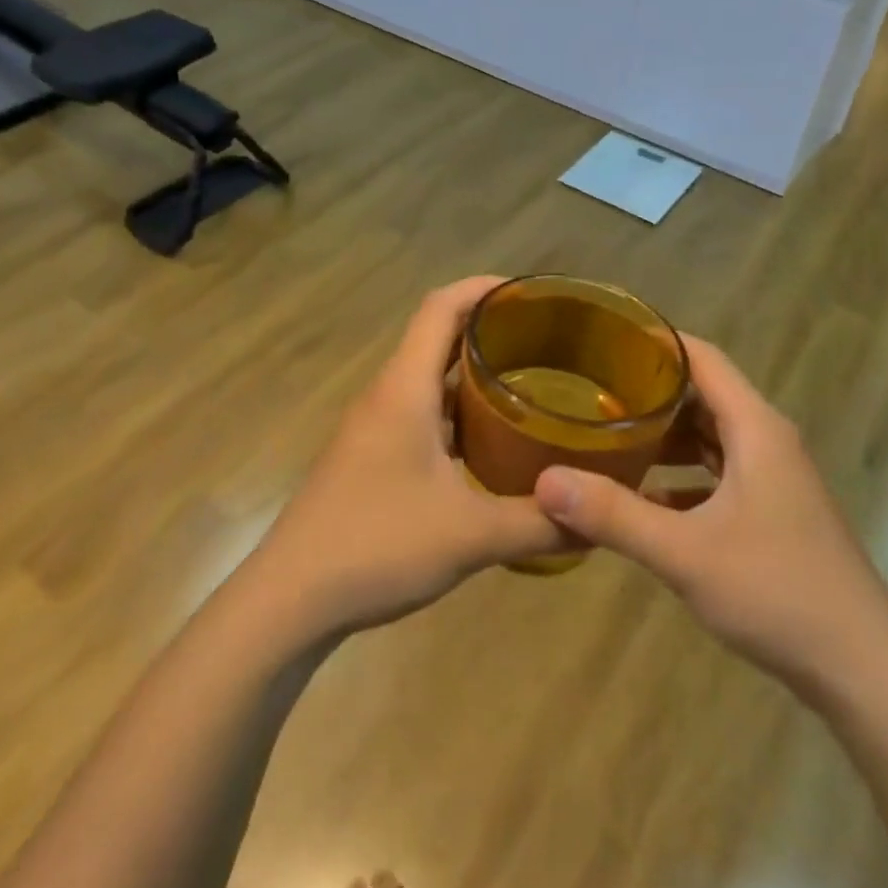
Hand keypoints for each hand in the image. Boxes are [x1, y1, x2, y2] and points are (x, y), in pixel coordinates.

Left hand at [250, 277, 568, 636]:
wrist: (289, 600)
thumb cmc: (377, 546)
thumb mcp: (471, 536)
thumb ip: (540, 523)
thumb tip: (598, 518)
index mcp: (405, 388)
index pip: (442, 306)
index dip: (485, 287)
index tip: (533, 293)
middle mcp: (387, 395)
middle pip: (438, 336)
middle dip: (490, 329)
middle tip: (548, 342)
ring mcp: (375, 427)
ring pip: (430, 379)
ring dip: (474, 374)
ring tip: (530, 386)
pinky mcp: (371, 457)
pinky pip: (421, 413)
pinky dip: (458, 413)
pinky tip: (491, 444)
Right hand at [533, 338, 887, 689]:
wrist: (862, 668)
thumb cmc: (777, 592)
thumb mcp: (686, 552)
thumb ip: (615, 515)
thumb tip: (546, 482)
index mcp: (756, 428)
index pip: (703, 358)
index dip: (657, 342)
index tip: (604, 339)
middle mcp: (767, 441)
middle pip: (703, 395)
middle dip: (649, 391)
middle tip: (589, 390)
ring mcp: (773, 479)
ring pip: (710, 438)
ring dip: (664, 436)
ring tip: (606, 435)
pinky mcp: (771, 512)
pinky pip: (718, 476)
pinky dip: (681, 477)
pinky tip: (643, 498)